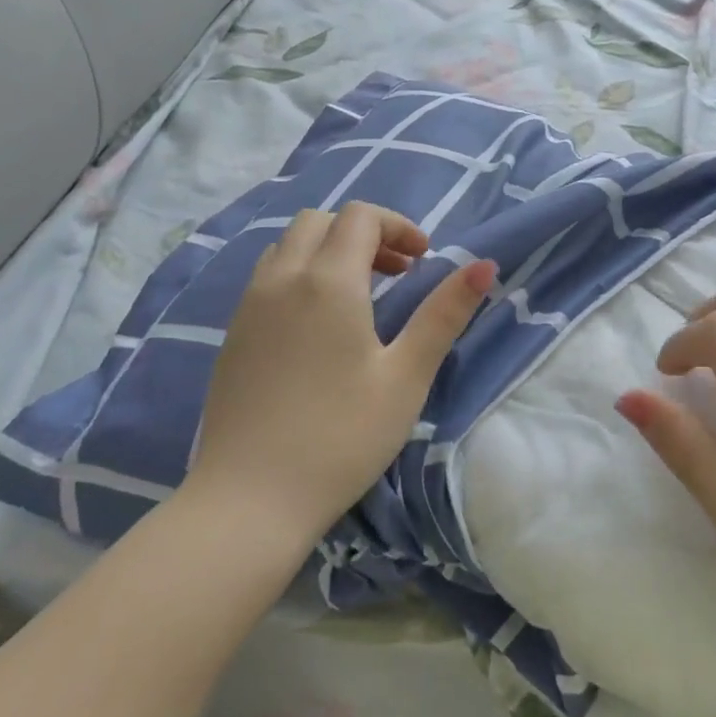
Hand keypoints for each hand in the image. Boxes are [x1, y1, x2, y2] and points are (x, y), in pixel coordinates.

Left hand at [187, 204, 495, 549]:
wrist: (250, 499)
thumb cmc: (341, 437)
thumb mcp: (406, 376)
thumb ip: (444, 314)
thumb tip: (483, 265)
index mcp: (327, 281)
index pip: (361, 217)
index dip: (398, 227)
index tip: (423, 261)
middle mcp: (282, 278)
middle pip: (321, 221)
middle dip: (364, 233)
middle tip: (396, 274)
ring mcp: (249, 304)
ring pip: (289, 245)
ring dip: (329, 250)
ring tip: (360, 296)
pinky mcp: (232, 333)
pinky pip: (268, 276)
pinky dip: (300, 274)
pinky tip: (318, 325)